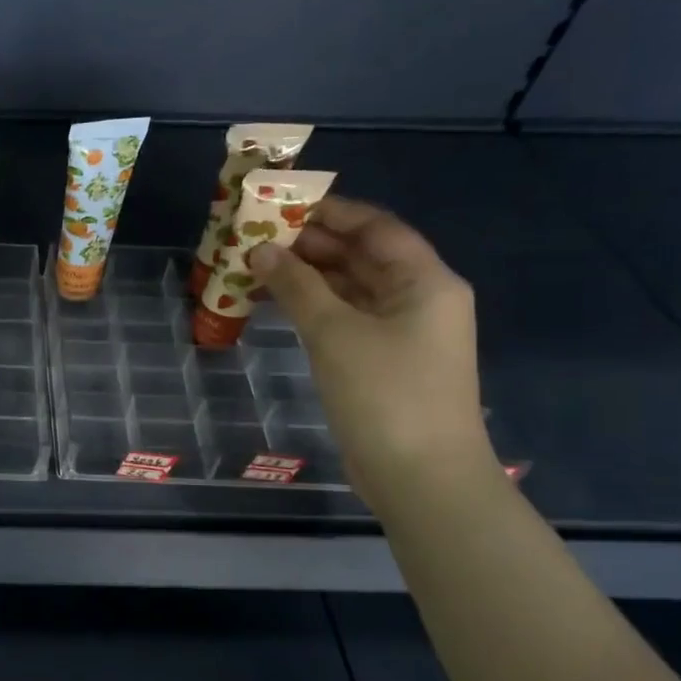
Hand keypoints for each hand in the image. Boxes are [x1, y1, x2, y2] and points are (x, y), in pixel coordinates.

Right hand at [250, 197, 494, 504]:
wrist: (420, 476)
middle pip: (362, 257)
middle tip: (256, 236)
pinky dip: (313, 308)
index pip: (376, 228)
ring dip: (307, 277)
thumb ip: (297, 286)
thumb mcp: (335, 333)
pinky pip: (345, 319)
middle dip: (311, 245)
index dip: (331, 212)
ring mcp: (401, 333)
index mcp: (424, 281)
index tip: (281, 204)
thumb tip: (261, 250)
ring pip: (350, 289)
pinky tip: (276, 304)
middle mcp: (418, 299)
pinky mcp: (382, 362)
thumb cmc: (385, 393)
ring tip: (256, 265)